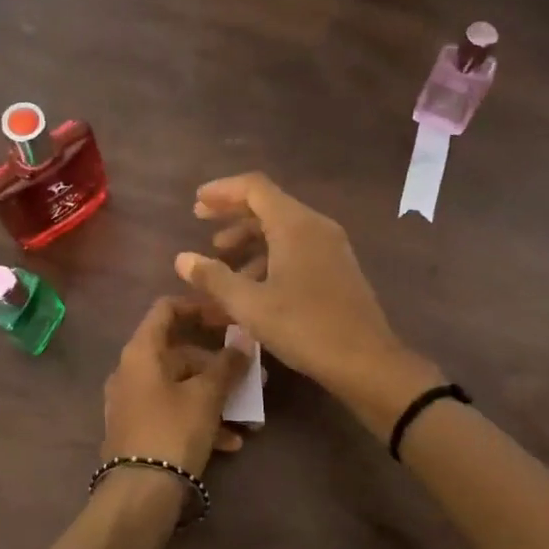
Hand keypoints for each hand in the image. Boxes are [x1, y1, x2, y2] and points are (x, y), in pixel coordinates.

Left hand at [101, 296, 251, 478]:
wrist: (139, 495)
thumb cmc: (173, 431)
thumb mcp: (206, 396)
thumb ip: (227, 364)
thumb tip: (244, 339)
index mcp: (140, 352)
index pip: (166, 309)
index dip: (198, 307)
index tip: (228, 316)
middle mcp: (131, 371)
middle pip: (178, 353)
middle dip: (218, 364)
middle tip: (251, 374)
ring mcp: (132, 402)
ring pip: (180, 387)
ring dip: (215, 397)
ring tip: (249, 415)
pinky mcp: (138, 430)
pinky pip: (173, 413)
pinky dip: (200, 420)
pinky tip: (230, 443)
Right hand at [175, 174, 439, 424]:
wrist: (366, 361)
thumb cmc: (304, 327)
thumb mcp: (250, 305)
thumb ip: (213, 278)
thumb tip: (182, 259)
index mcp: (295, 224)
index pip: (254, 187)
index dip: (222, 191)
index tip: (196, 203)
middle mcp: (315, 226)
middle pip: (268, 205)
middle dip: (232, 213)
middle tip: (201, 223)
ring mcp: (330, 247)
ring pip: (281, 230)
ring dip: (248, 239)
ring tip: (220, 261)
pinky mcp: (336, 268)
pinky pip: (296, 249)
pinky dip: (268, 257)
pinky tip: (250, 287)